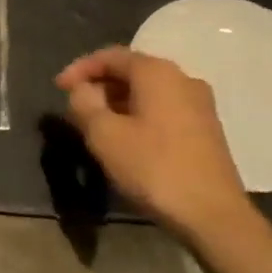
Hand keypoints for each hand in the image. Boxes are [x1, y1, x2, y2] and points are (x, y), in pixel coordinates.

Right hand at [56, 46, 254, 243]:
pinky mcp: (206, 129)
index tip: (58, 87)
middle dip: (99, 86)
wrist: (213, 216)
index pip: (110, 56)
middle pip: (131, 71)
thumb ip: (84, 103)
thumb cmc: (153, 167)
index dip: (79, 68)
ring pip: (147, 92)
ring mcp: (199, 105)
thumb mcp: (104, 134)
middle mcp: (182, 79)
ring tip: (95, 125)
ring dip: (117, 102)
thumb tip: (83, 90)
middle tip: (74, 107)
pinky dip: (137, 115)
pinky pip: (162, 109)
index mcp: (157, 73)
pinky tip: (124, 138)